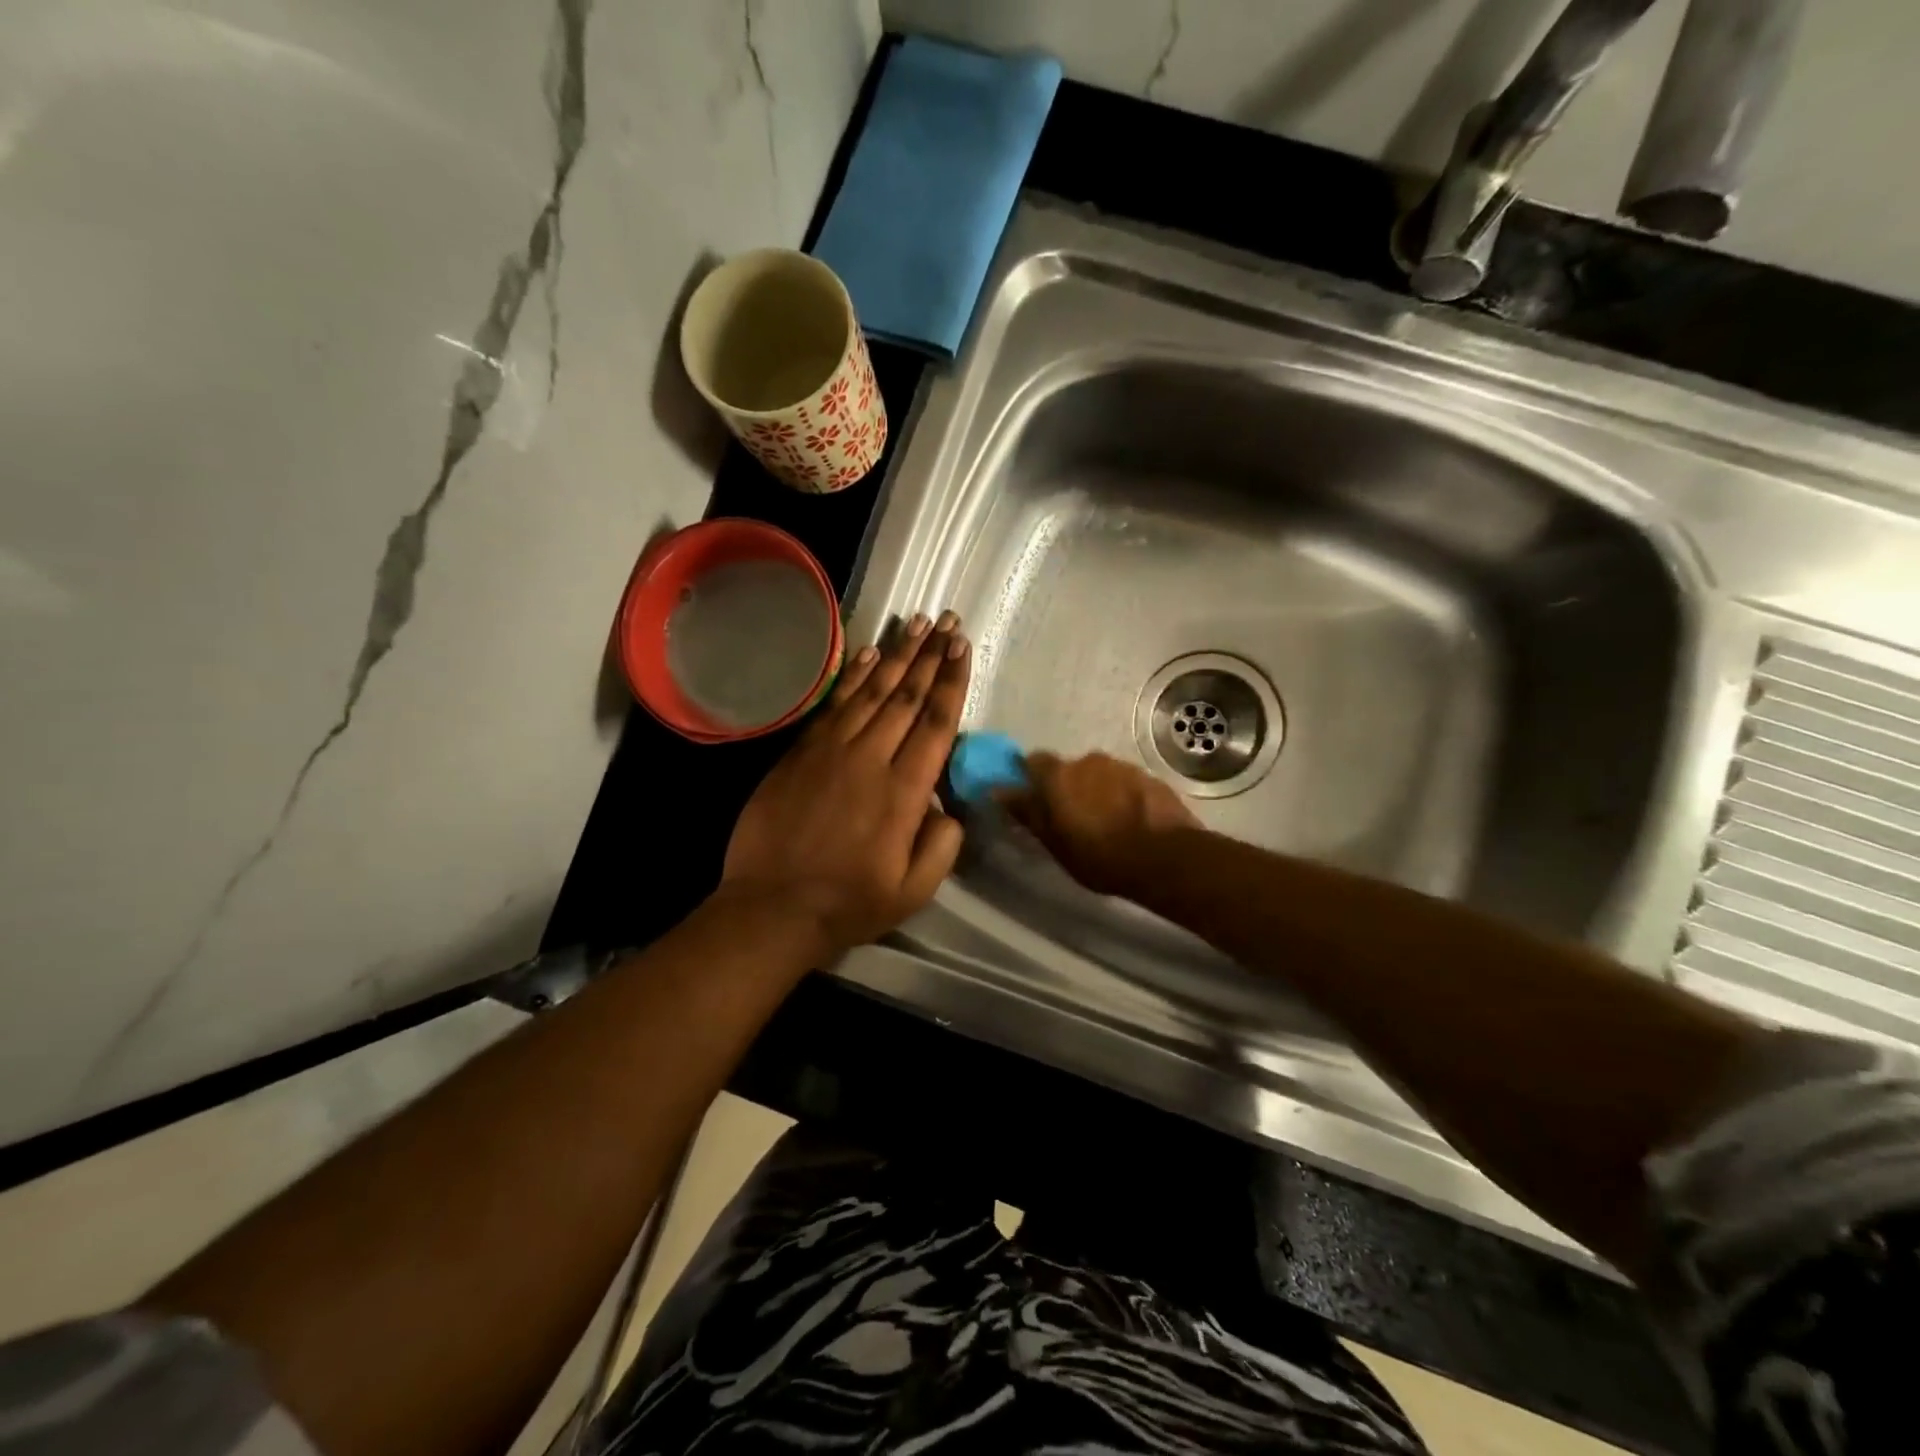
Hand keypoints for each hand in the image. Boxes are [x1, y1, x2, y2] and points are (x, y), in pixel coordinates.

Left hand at [720, 611, 970, 957]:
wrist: (772, 907)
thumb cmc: (849, 903)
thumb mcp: (914, 890)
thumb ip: (942, 845)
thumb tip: (947, 807)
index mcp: (904, 792)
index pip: (936, 723)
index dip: (952, 681)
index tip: (964, 648)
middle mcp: (871, 759)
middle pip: (907, 696)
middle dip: (931, 656)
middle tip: (949, 622)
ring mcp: (831, 751)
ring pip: (871, 691)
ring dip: (897, 655)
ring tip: (917, 623)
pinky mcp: (801, 752)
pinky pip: (834, 704)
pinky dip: (853, 676)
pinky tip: (868, 654)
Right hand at [1003, 751, 1200, 898]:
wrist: (1166, 858)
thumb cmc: (1100, 857)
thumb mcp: (1055, 843)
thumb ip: (1028, 813)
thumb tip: (999, 791)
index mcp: (1059, 775)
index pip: (1033, 761)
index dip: (1032, 778)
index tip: (1035, 799)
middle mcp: (1088, 760)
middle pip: (1070, 769)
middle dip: (1068, 787)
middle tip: (1072, 818)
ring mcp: (1122, 766)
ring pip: (1100, 775)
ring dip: (1097, 791)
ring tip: (1106, 822)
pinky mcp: (1150, 777)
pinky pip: (1126, 783)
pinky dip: (1123, 797)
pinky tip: (1130, 821)